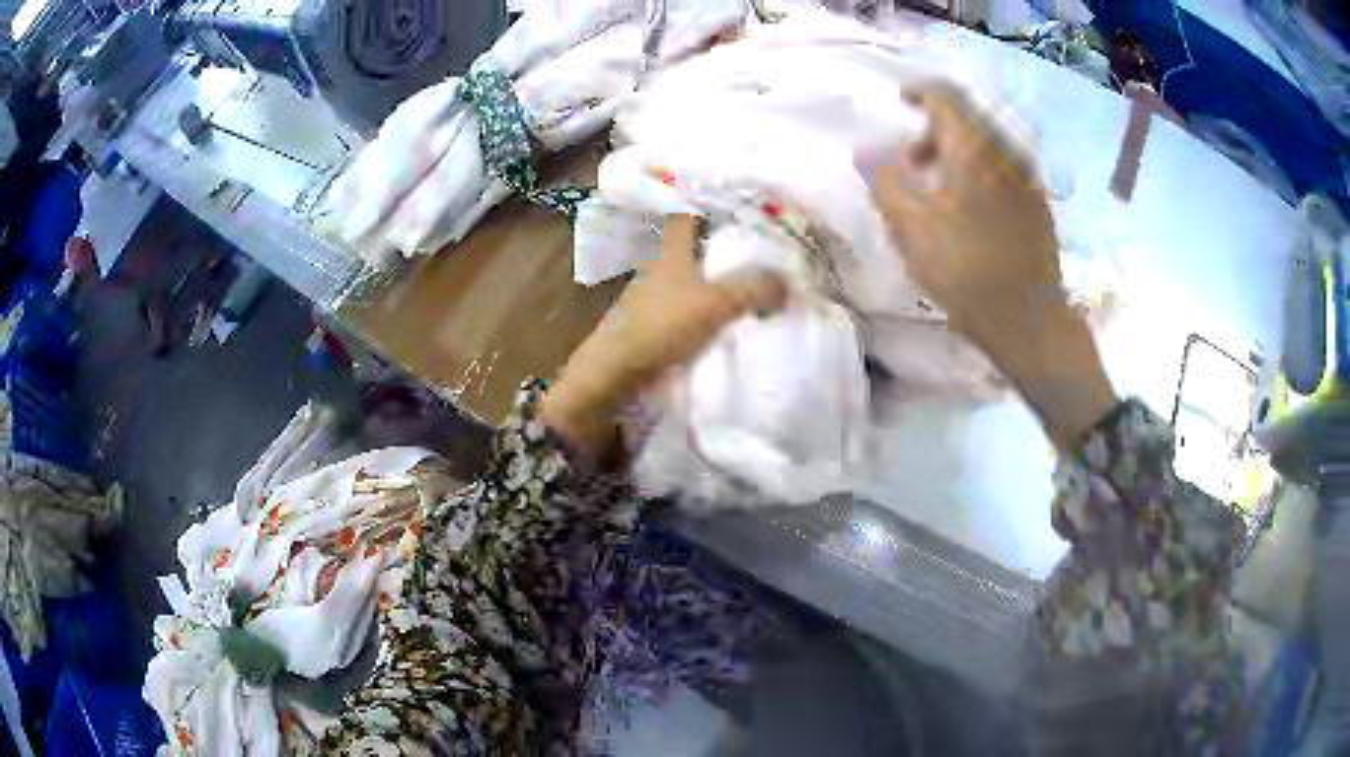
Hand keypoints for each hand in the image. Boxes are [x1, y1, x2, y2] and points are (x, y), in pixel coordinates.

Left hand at [541, 215, 787, 458]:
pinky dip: (705, 303)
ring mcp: (652, 294)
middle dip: (718, 239)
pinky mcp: (652, 321)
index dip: (706, 202)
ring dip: (712, 274)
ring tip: (749, 277)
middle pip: (690, 243)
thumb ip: (754, 288)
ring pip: (688, 273)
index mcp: (670, 249)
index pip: (686, 212)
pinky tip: (725, 313)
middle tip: (755, 241)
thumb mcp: (716, 303)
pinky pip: (686, 303)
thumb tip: (788, 282)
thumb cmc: (662, 325)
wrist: (617, 372)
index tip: (735, 200)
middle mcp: (659, 265)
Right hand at [870, 86, 1115, 449]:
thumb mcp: (912, 229)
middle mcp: (1005, 152)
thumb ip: (885, 182)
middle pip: (968, 119)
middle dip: (935, 130)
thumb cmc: (967, 271)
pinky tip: (970, 209)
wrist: (1030, 320)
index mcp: (974, 149)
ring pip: (987, 145)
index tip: (898, 106)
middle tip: (913, 161)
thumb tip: (867, 152)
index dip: (917, 95)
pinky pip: (1003, 169)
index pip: (944, 98)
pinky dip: (980, 172)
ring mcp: (1027, 179)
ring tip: (939, 189)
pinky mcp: (1038, 205)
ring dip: (958, 153)